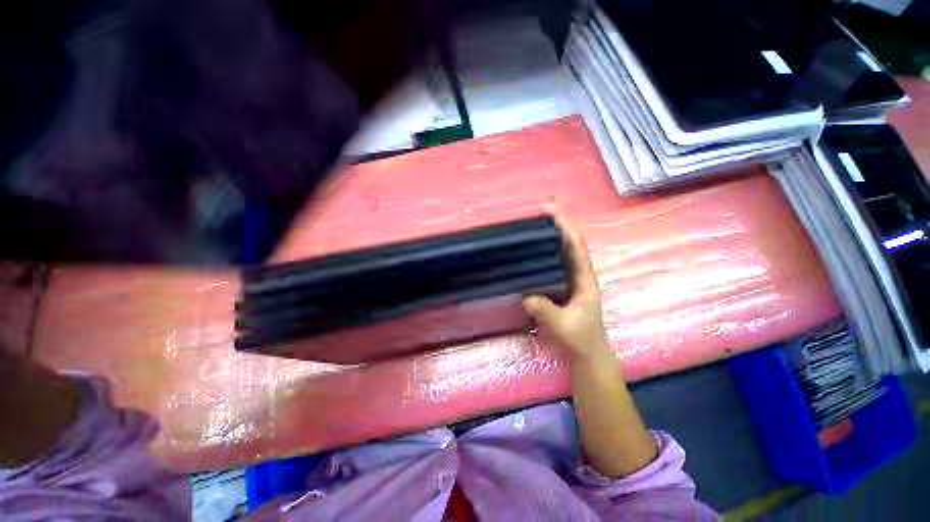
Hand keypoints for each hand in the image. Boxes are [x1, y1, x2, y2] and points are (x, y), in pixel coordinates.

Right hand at [523, 209, 610, 359]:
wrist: (588, 353)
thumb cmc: (581, 338)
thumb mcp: (564, 325)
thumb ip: (546, 311)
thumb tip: (525, 294)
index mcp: (584, 279)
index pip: (576, 247)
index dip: (565, 227)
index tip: (551, 212)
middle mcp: (578, 274)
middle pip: (569, 244)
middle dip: (558, 225)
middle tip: (540, 210)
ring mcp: (569, 280)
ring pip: (561, 253)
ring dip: (551, 236)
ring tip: (535, 224)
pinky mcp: (560, 286)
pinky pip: (552, 265)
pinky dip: (544, 253)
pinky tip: (532, 251)